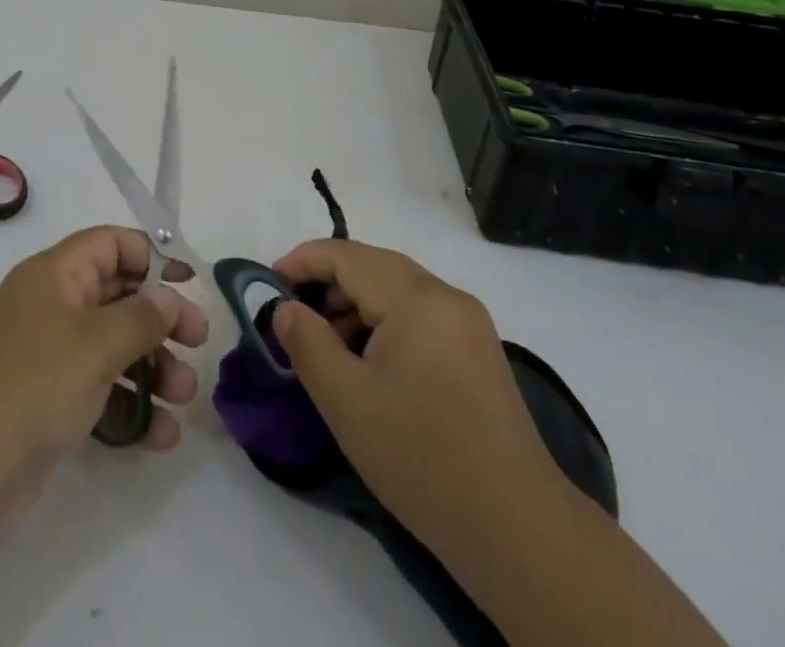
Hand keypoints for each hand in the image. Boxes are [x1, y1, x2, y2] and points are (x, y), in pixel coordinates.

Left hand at [0, 224, 209, 544]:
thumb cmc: (30, 387)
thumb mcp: (95, 344)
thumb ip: (142, 317)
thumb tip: (170, 297)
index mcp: (54, 275)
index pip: (110, 244)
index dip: (152, 257)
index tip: (189, 285)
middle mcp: (51, 307)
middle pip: (117, 296)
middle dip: (161, 319)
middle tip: (199, 343)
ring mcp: (46, 358)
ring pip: (112, 348)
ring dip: (153, 368)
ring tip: (185, 397)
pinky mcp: (45, 406)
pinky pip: (98, 392)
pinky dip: (130, 406)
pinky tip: (160, 436)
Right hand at [268, 238, 558, 562]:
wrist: (517, 528)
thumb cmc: (422, 458)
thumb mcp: (347, 402)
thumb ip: (308, 344)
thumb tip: (285, 308)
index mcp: (416, 298)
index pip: (347, 255)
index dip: (302, 262)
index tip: (267, 284)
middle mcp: (446, 296)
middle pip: (374, 266)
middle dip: (327, 282)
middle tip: (291, 315)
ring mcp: (468, 322)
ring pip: (397, 290)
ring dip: (355, 304)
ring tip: (324, 344)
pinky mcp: (478, 351)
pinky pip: (419, 314)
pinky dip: (384, 323)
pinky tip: (367, 363)